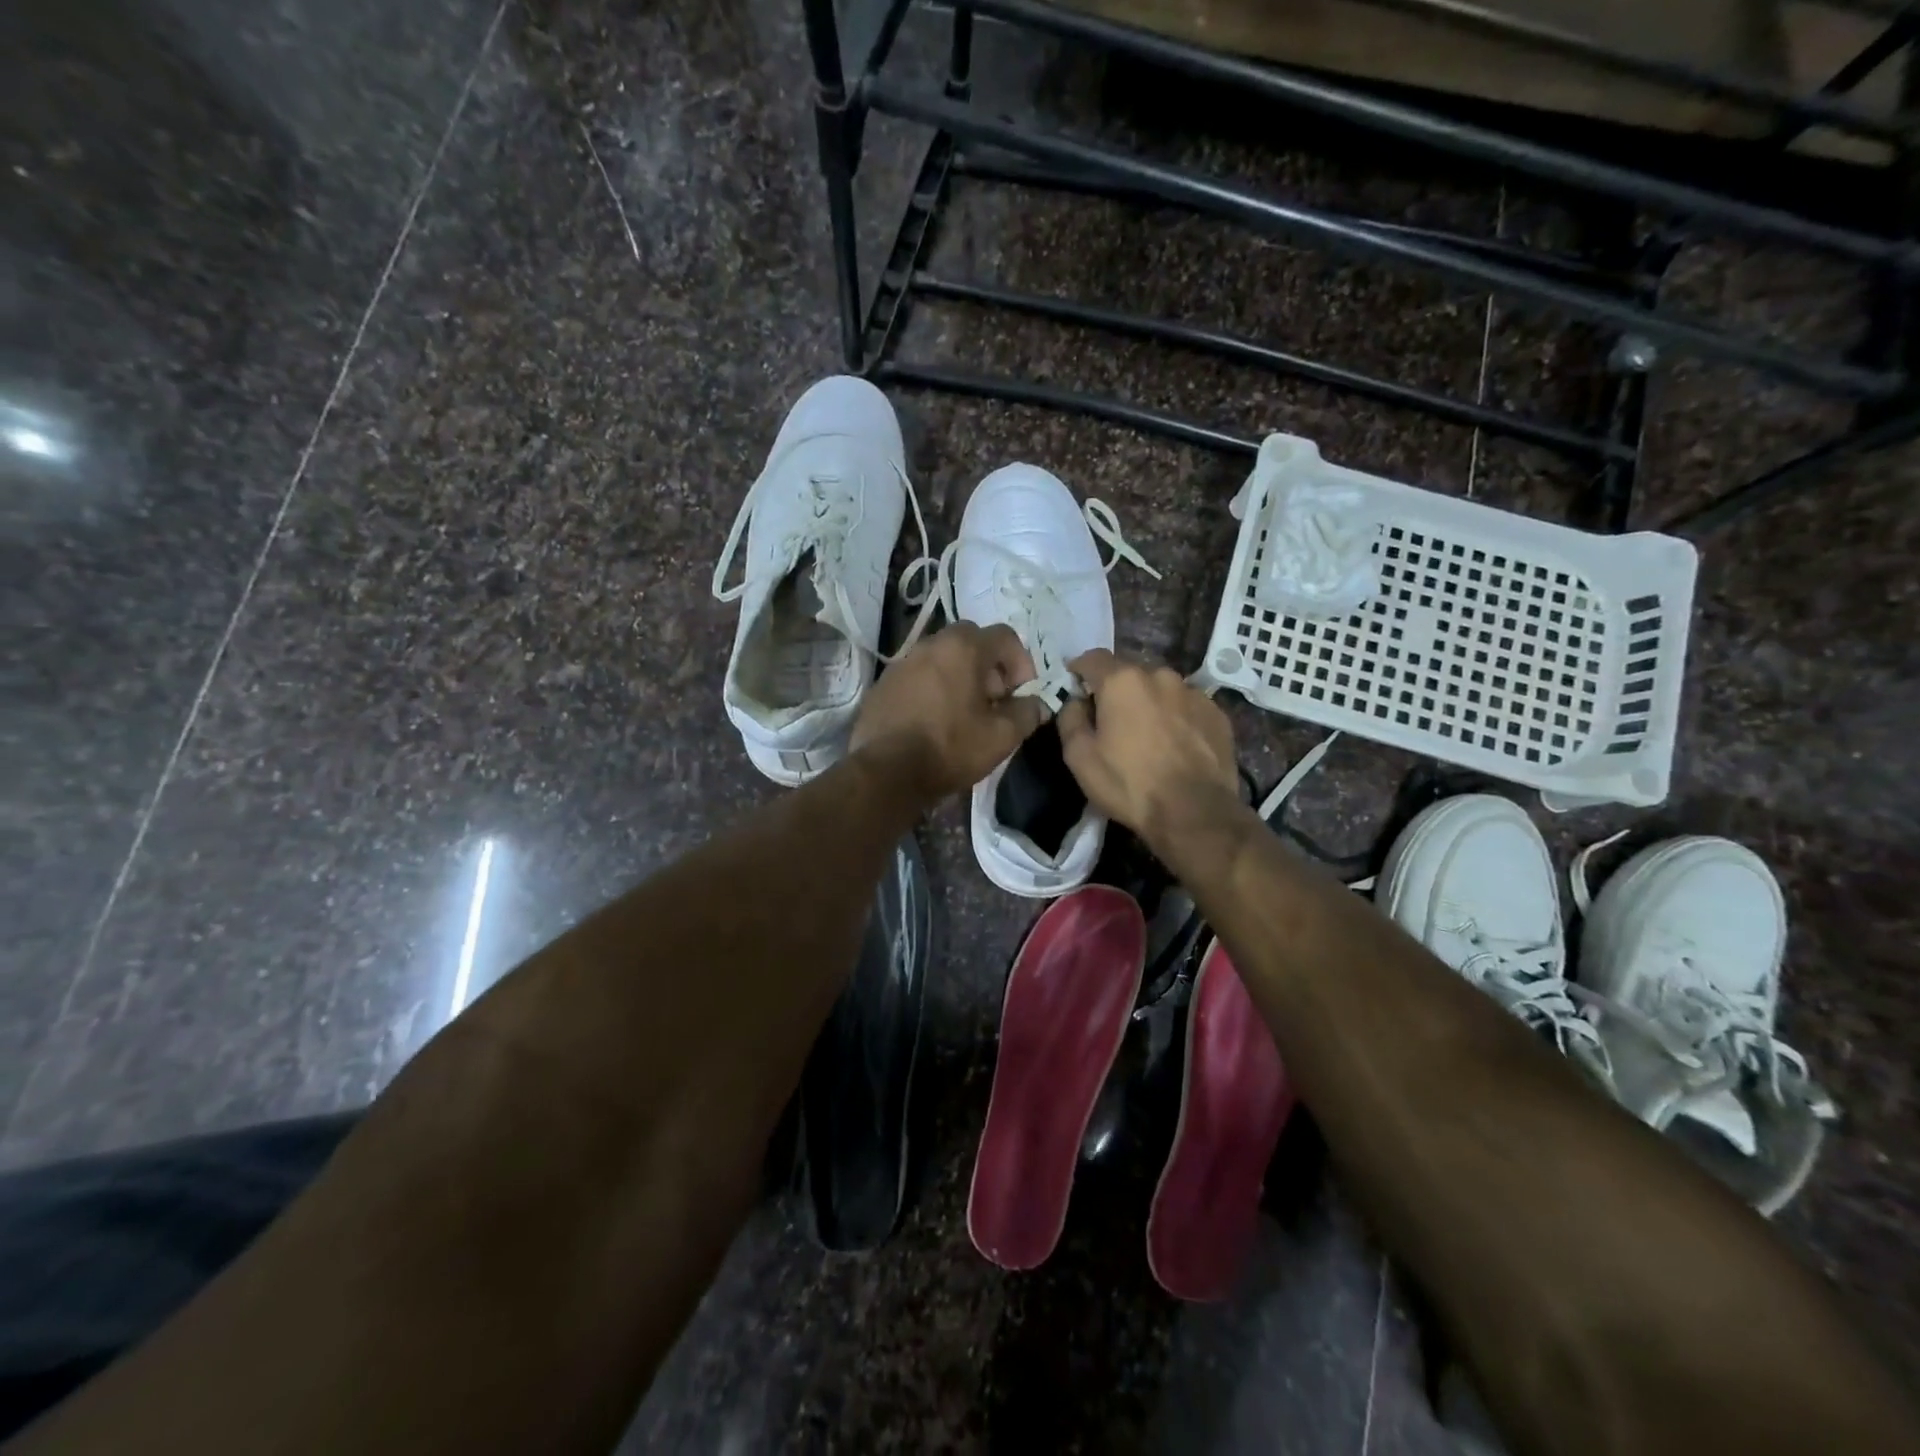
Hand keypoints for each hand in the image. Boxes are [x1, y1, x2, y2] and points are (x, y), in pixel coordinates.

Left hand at [850, 622, 1048, 799]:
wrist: (887, 771)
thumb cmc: (951, 747)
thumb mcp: (1002, 736)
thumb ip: (1027, 713)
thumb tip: (1038, 704)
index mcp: (963, 648)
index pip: (1005, 636)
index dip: (1022, 662)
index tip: (1021, 693)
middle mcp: (931, 644)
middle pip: (971, 641)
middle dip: (989, 666)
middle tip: (994, 700)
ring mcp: (902, 663)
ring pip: (941, 658)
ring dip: (959, 676)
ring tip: (964, 713)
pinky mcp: (883, 685)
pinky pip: (918, 677)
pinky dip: (933, 689)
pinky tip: (933, 721)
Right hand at [1056, 650, 1237, 843]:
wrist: (1195, 812)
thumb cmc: (1129, 784)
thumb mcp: (1079, 757)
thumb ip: (1070, 719)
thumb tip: (1076, 702)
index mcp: (1122, 681)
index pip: (1092, 658)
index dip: (1079, 671)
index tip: (1076, 689)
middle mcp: (1160, 675)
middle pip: (1129, 673)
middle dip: (1117, 690)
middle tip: (1112, 721)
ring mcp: (1193, 693)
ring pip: (1161, 689)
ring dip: (1149, 703)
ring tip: (1148, 735)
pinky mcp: (1217, 713)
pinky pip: (1187, 706)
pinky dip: (1176, 717)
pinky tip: (1175, 745)